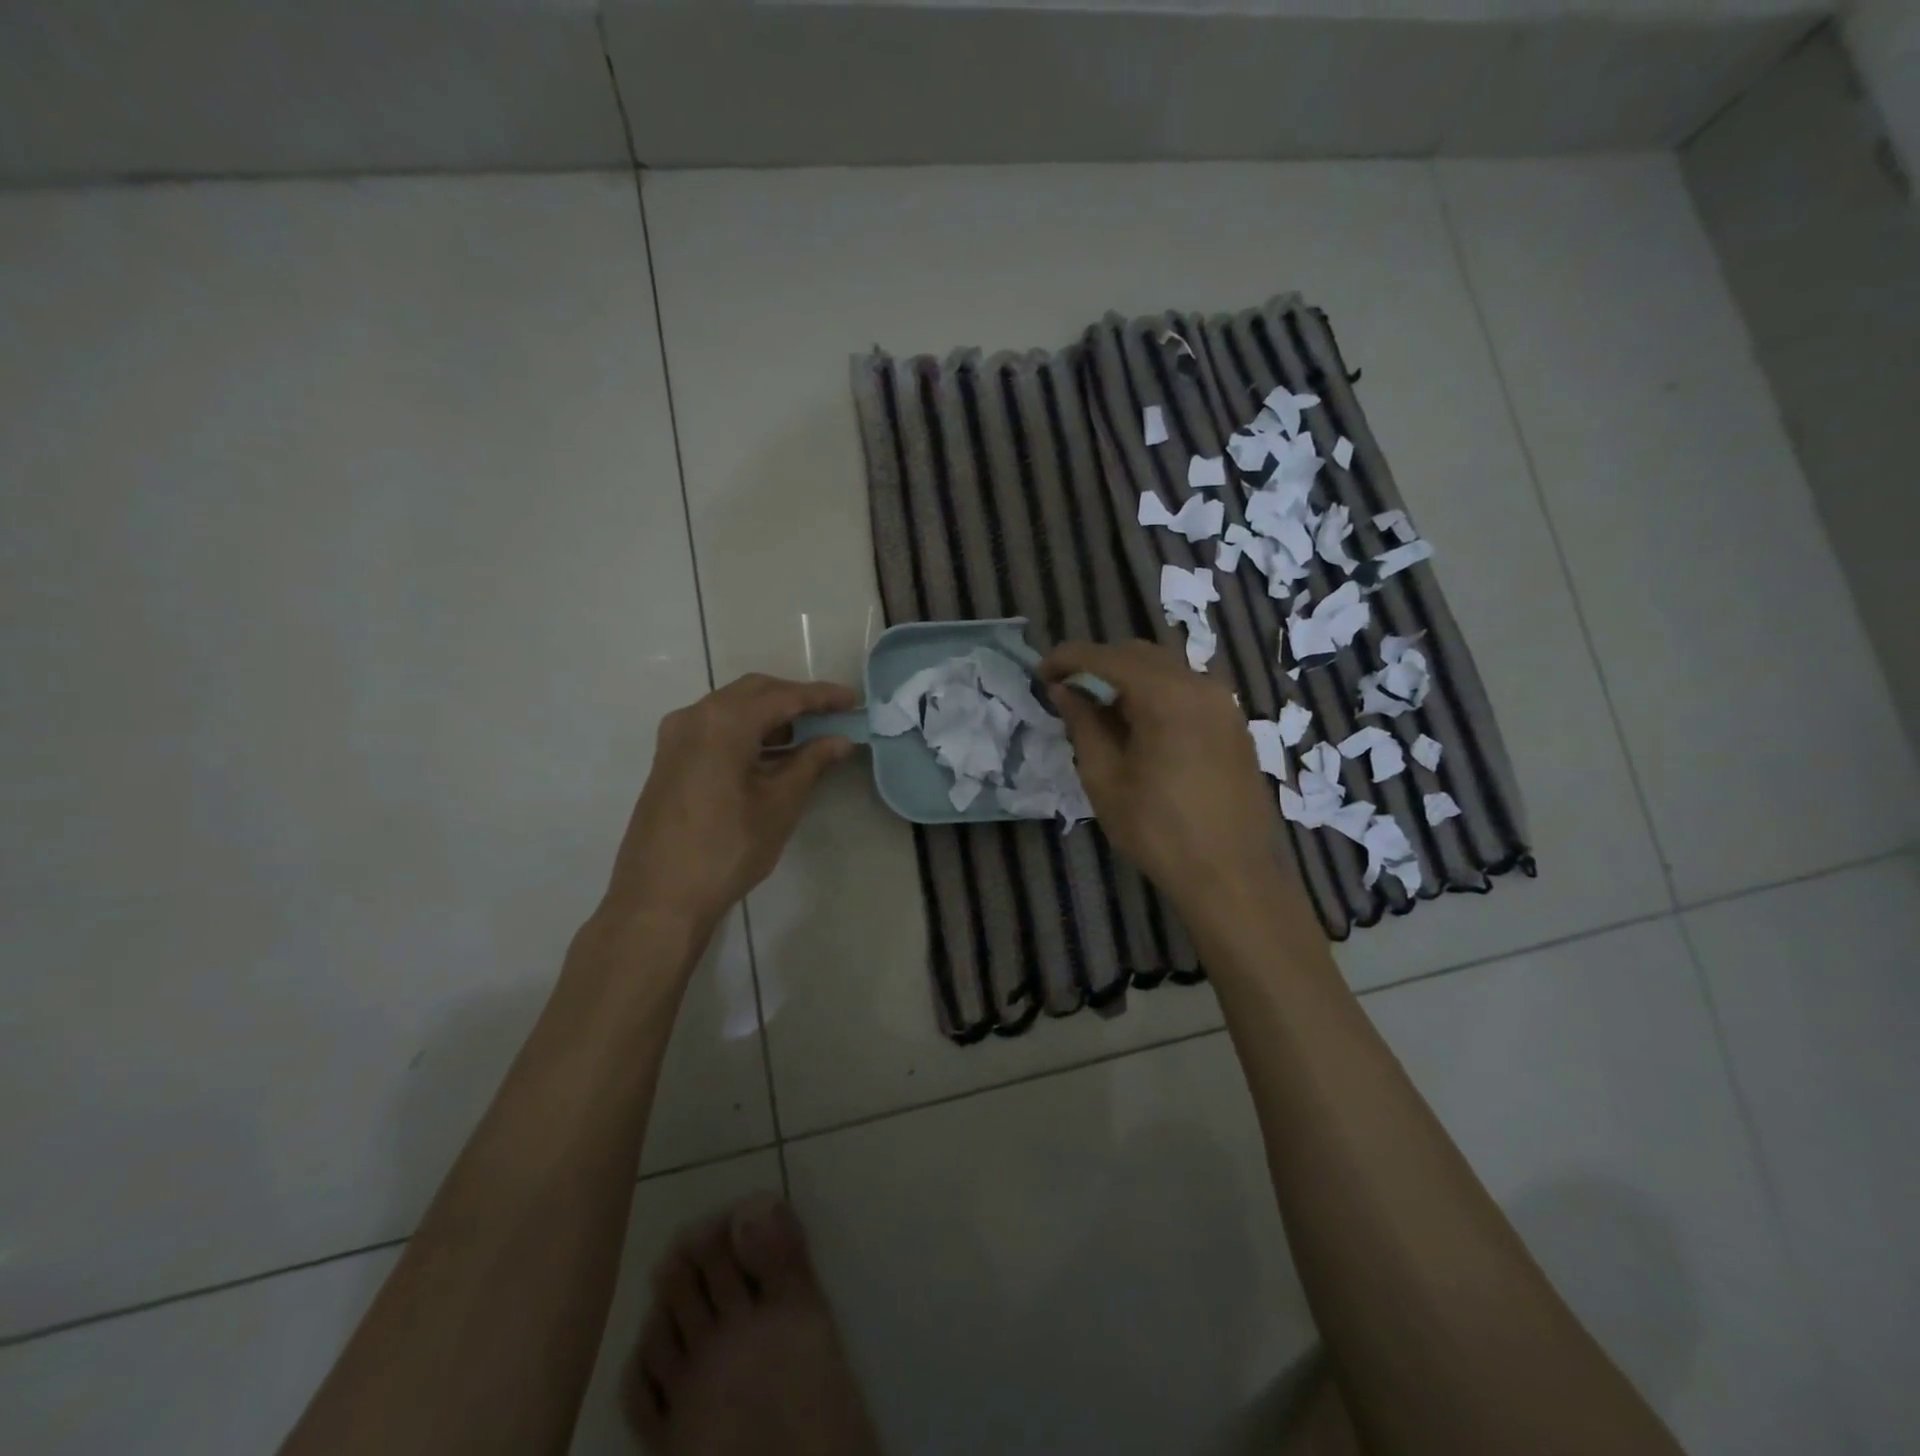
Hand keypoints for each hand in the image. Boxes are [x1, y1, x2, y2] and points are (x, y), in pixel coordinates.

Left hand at [598, 673, 858, 940]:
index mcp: (723, 722)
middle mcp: (695, 717)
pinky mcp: (669, 759)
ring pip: (732, 708)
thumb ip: (811, 763)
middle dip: (795, 699)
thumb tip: (840, 740)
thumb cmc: (726, 849)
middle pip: (754, 692)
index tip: (853, 700)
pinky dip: (747, 731)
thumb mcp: (779, 805)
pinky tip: (771, 754)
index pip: (783, 697)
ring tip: (808, 736)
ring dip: (770, 715)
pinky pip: (714, 728)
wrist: (659, 898)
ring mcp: (676, 737)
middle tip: (832, 716)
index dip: (822, 697)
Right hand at [1042, 640, 1284, 914]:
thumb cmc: (1158, 831)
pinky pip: (1188, 692)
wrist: (1232, 876)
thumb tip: (1064, 691)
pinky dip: (1156, 695)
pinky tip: (1138, 727)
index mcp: (1167, 695)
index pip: (1107, 657)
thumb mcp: (1105, 778)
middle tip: (1067, 692)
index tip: (1040, 674)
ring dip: (1128, 680)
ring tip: (1099, 711)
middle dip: (1099, 666)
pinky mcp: (1234, 725)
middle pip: (1140, 656)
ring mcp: (1224, 704)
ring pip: (1166, 671)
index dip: (1068, 659)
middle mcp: (1200, 686)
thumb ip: (1083, 725)